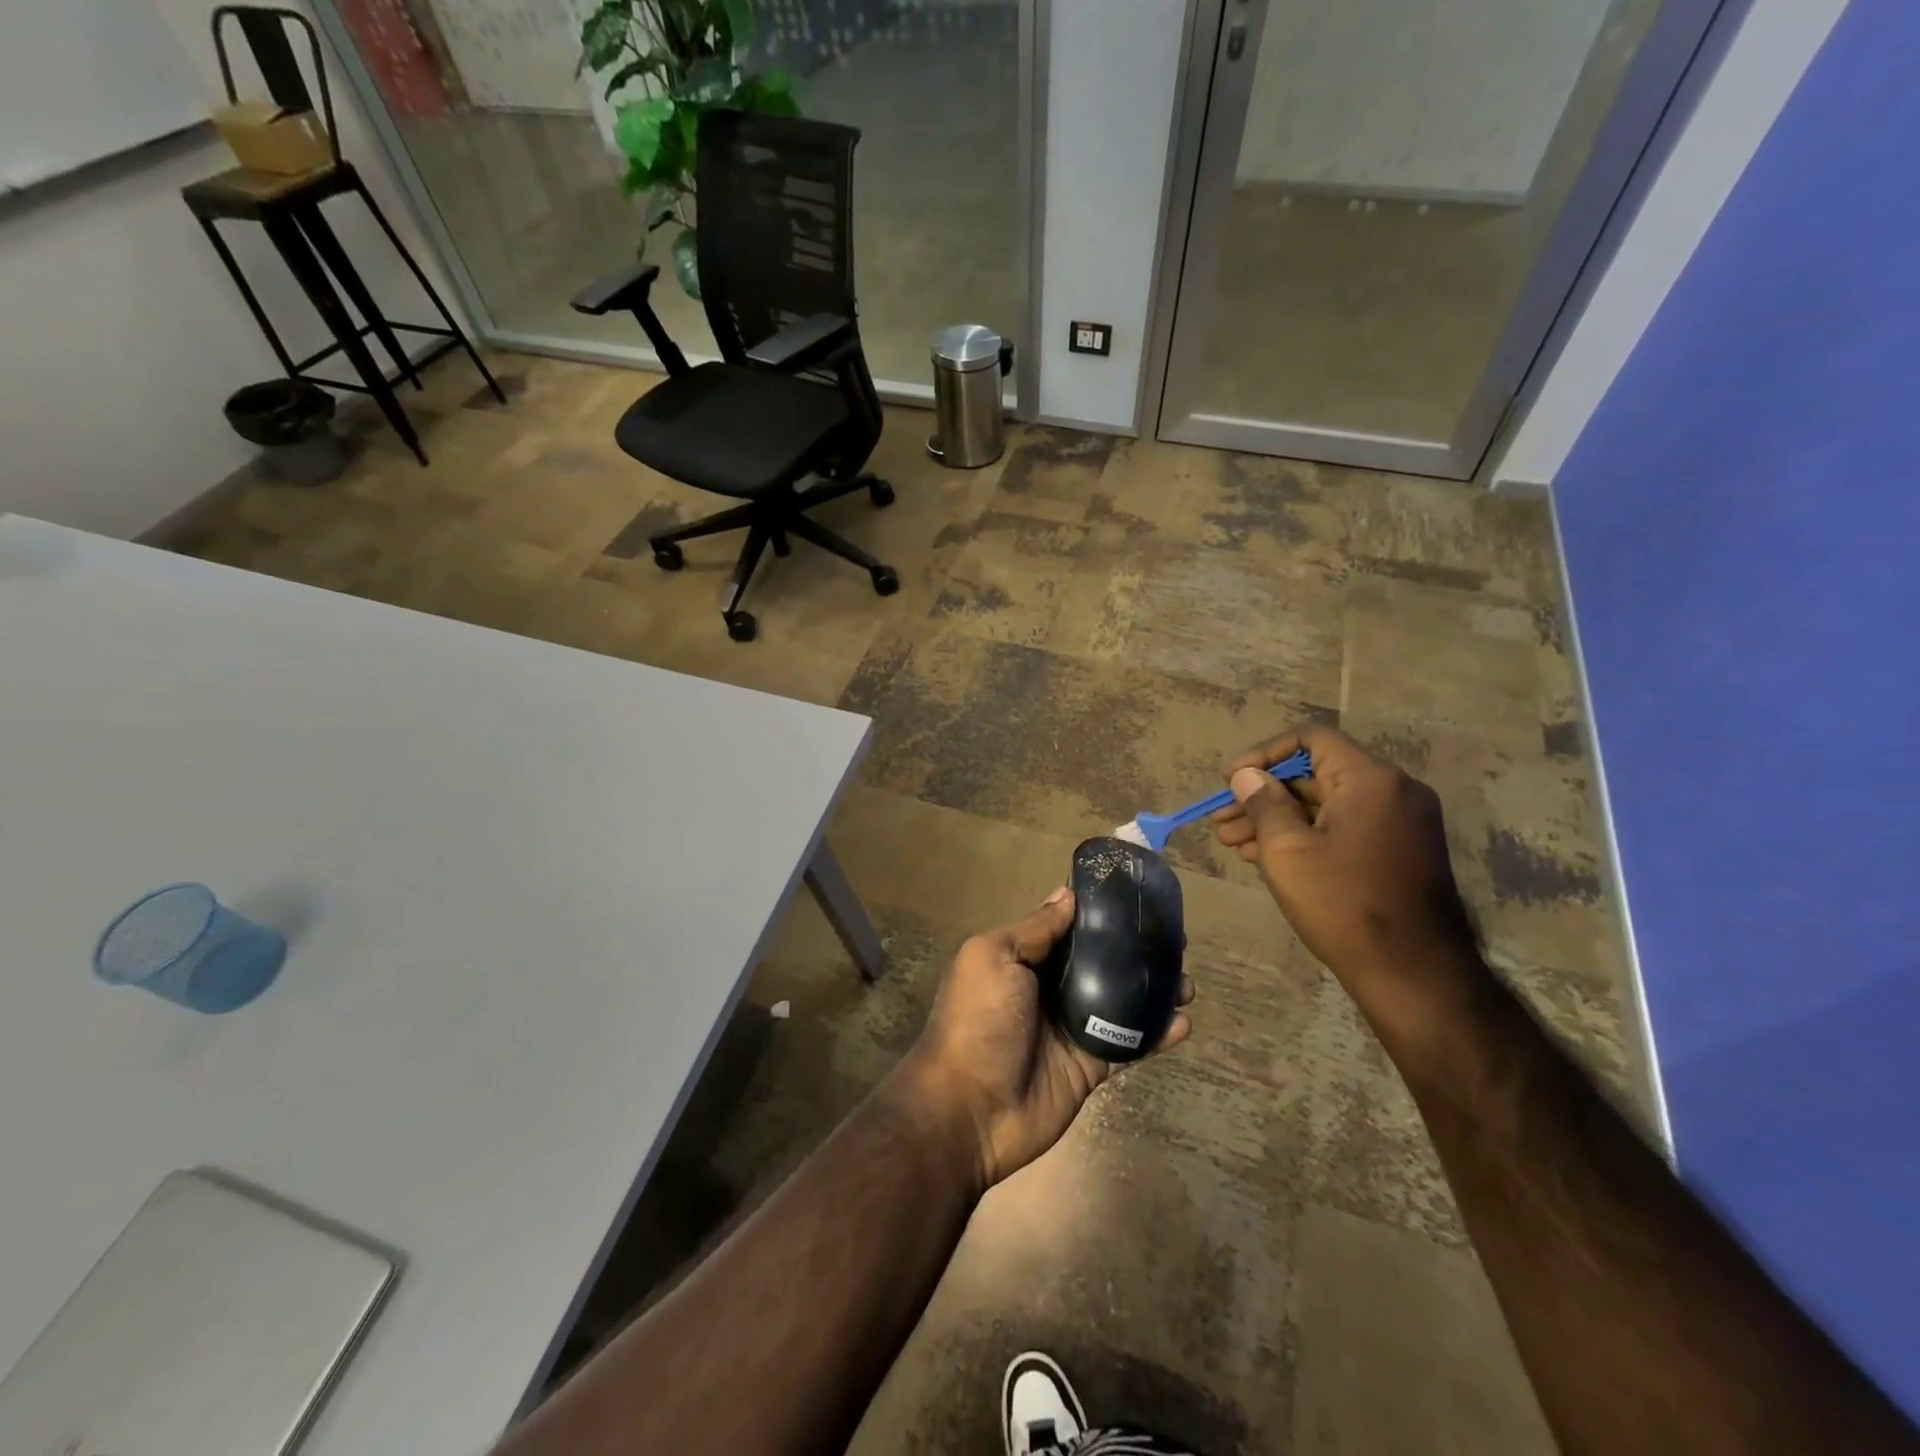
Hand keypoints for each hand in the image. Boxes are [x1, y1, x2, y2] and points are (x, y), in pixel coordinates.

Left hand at [899, 889, 1193, 1190]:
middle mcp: (1049, 987)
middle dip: (1136, 949)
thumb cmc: (978, 1020)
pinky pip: (1129, 1042)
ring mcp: (1072, 1027)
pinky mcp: (1092, 1063)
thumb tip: (1067, 895)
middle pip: (1101, 961)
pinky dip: (1157, 1032)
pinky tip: (1183, 1021)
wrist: (970, 1109)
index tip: (1137, 897)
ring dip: (1154, 988)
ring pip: (1122, 999)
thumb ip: (1034, 929)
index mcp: (1023, 958)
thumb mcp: (993, 958)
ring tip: (1187, 980)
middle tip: (1175, 939)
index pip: (1068, 927)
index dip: (1100, 913)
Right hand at [1212, 724, 1485, 1046]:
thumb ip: (1263, 803)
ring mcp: (1401, 822)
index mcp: (1370, 779)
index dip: (1263, 754)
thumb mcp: (1286, 850)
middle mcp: (1393, 791)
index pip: (1310, 739)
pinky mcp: (1400, 851)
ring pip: (1326, 805)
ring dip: (1277, 819)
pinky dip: (1306, 835)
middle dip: (1262, 795)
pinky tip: (1265, 856)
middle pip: (1315, 774)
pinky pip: (1344, 827)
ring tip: (1231, 843)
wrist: (1413, 972)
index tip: (1230, 780)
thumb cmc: (1342, 903)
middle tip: (1221, 820)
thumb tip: (1247, 775)